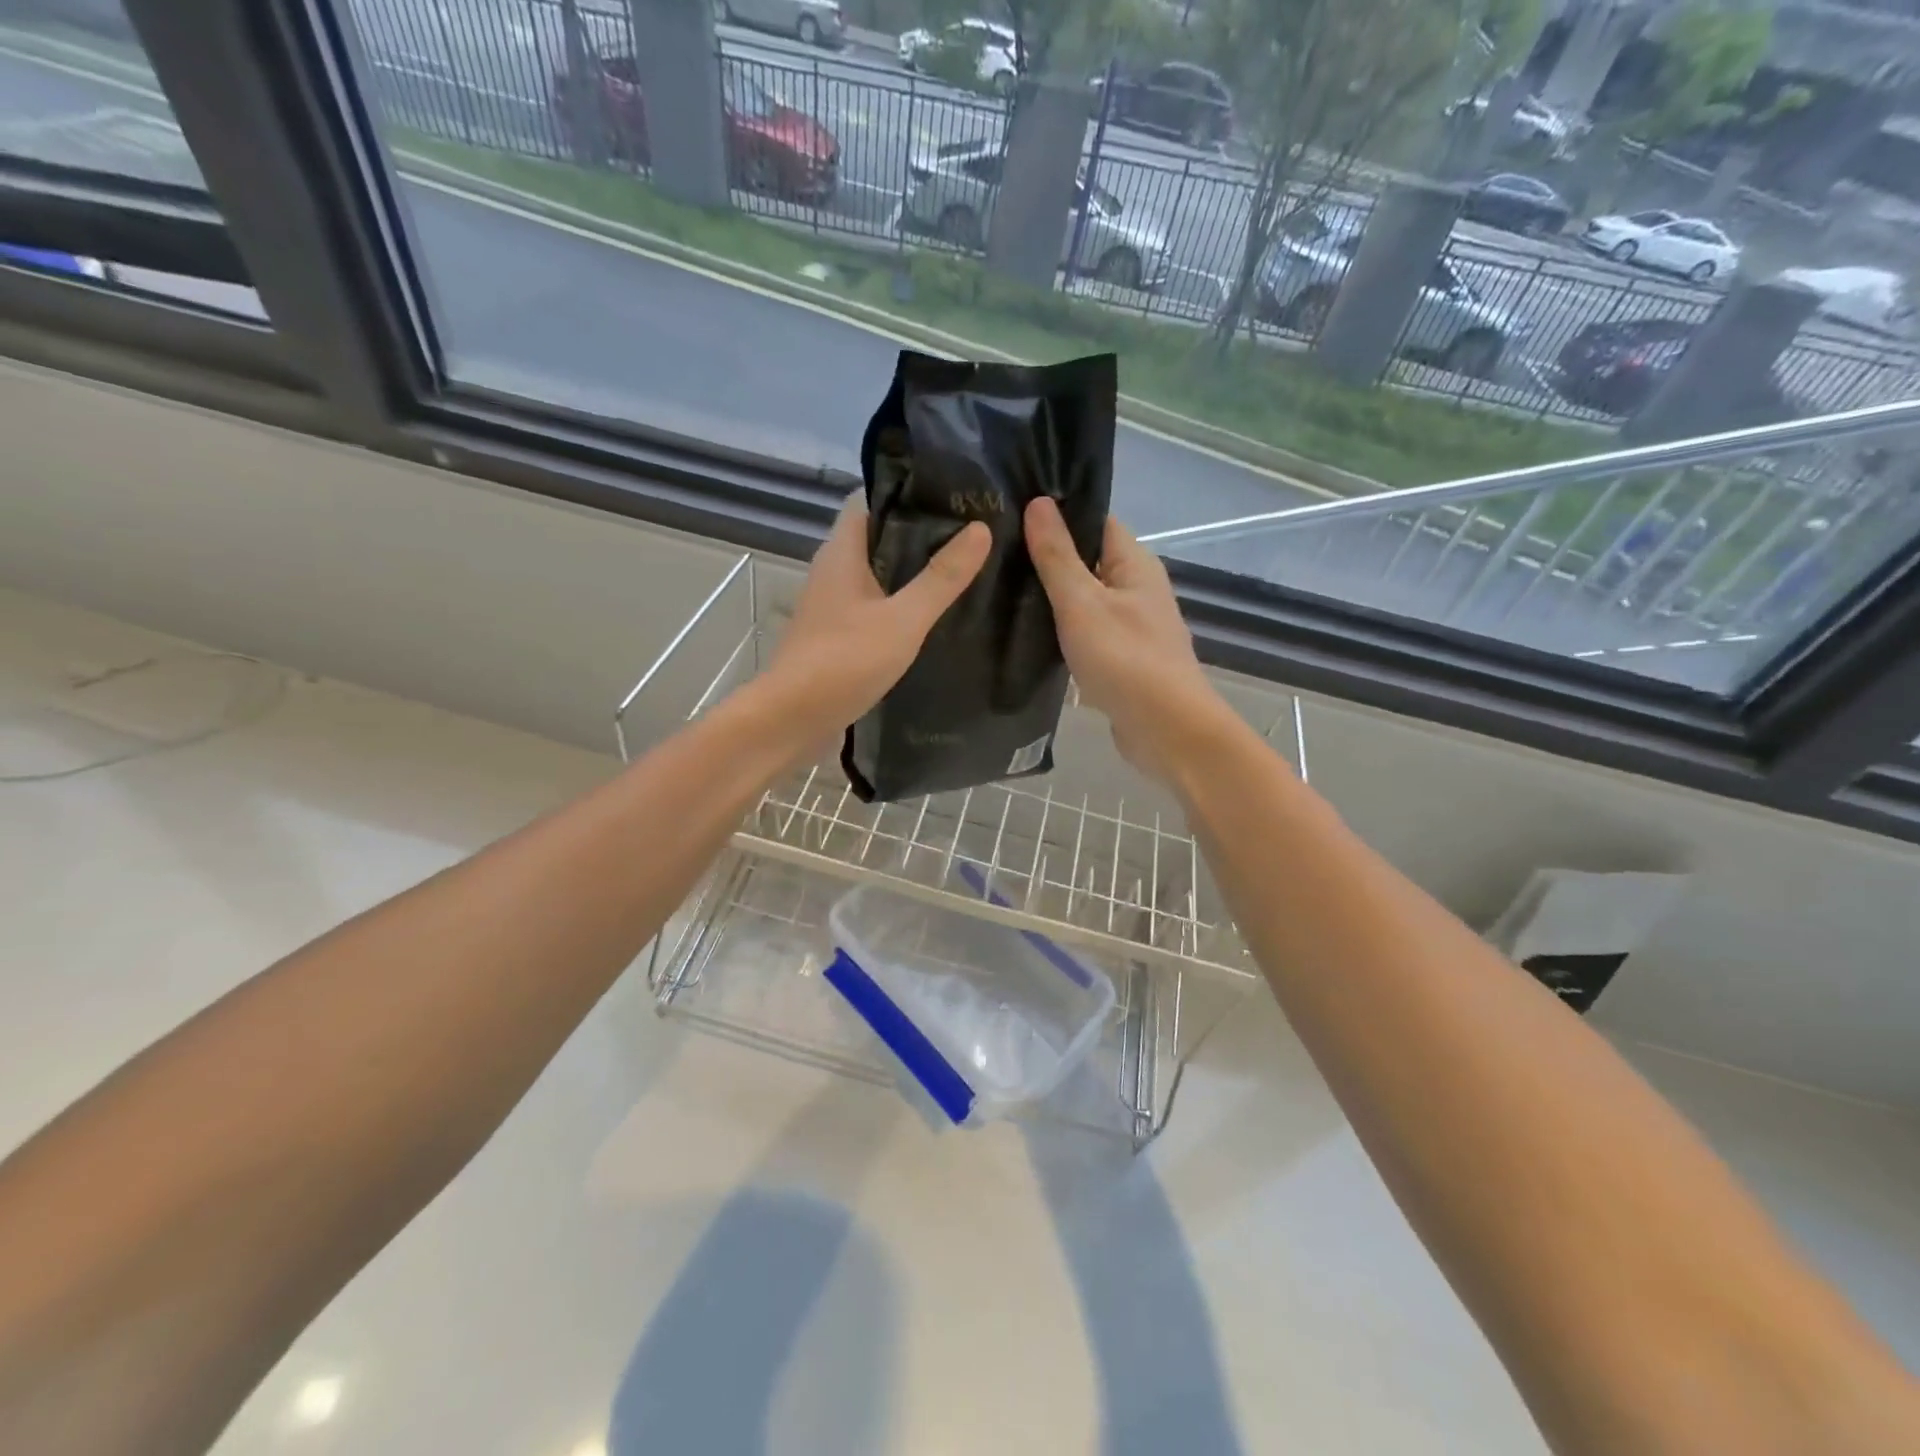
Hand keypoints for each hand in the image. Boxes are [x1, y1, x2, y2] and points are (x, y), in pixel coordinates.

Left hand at [763, 494, 989, 748]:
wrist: (792, 719)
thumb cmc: (844, 661)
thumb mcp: (903, 619)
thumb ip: (941, 577)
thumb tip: (981, 528)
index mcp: (842, 552)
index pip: (870, 499)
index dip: (908, 490)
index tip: (952, 493)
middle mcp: (833, 570)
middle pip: (878, 535)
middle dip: (920, 532)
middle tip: (971, 533)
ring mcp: (833, 604)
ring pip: (877, 573)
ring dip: (912, 571)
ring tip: (961, 570)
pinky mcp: (837, 634)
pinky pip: (874, 605)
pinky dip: (901, 604)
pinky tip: (932, 616)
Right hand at [1024, 497, 1219, 780]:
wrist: (1165, 730)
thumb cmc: (1125, 659)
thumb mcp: (1081, 602)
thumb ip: (1057, 556)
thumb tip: (1038, 502)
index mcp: (1135, 564)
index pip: (1095, 522)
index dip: (1057, 516)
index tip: (1011, 515)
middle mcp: (1138, 589)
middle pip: (1088, 561)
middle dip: (1048, 559)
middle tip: (995, 556)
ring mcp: (1132, 627)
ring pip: (1085, 601)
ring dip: (1053, 599)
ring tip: (1002, 591)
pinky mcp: (1122, 660)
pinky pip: (1087, 634)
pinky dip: (1063, 632)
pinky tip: (1029, 636)